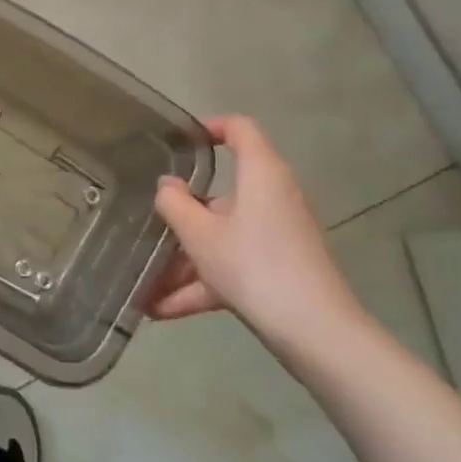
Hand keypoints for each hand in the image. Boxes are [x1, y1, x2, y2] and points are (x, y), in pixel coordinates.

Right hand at [148, 116, 365, 347]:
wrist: (316, 333)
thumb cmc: (254, 266)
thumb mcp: (200, 234)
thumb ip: (174, 203)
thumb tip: (167, 185)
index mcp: (261, 175)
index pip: (239, 129)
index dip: (209, 127)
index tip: (176, 143)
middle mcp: (272, 198)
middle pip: (222, 194)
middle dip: (182, 216)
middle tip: (147, 225)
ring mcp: (277, 236)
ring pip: (223, 236)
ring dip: (184, 259)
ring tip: (144, 282)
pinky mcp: (278, 270)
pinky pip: (232, 266)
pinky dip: (201, 284)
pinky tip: (161, 310)